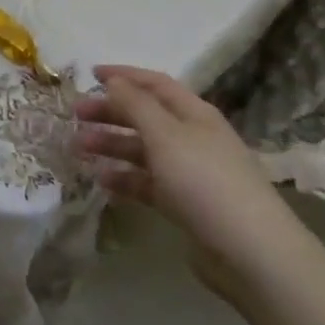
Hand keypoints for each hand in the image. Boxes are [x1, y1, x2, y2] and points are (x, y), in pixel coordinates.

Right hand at [76, 66, 303, 299]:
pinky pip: (148, 182)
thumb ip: (136, 105)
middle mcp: (192, 137)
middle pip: (146, 116)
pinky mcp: (185, 204)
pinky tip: (101, 181)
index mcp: (194, 113)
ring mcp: (190, 172)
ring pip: (143, 150)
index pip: (155, 83)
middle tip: (75, 116)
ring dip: (111, 145)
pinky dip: (124, 178)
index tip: (89, 74)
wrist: (249, 250)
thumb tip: (114, 81)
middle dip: (111, 112)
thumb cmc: (204, 181)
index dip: (123, 76)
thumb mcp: (165, 135)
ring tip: (79, 149)